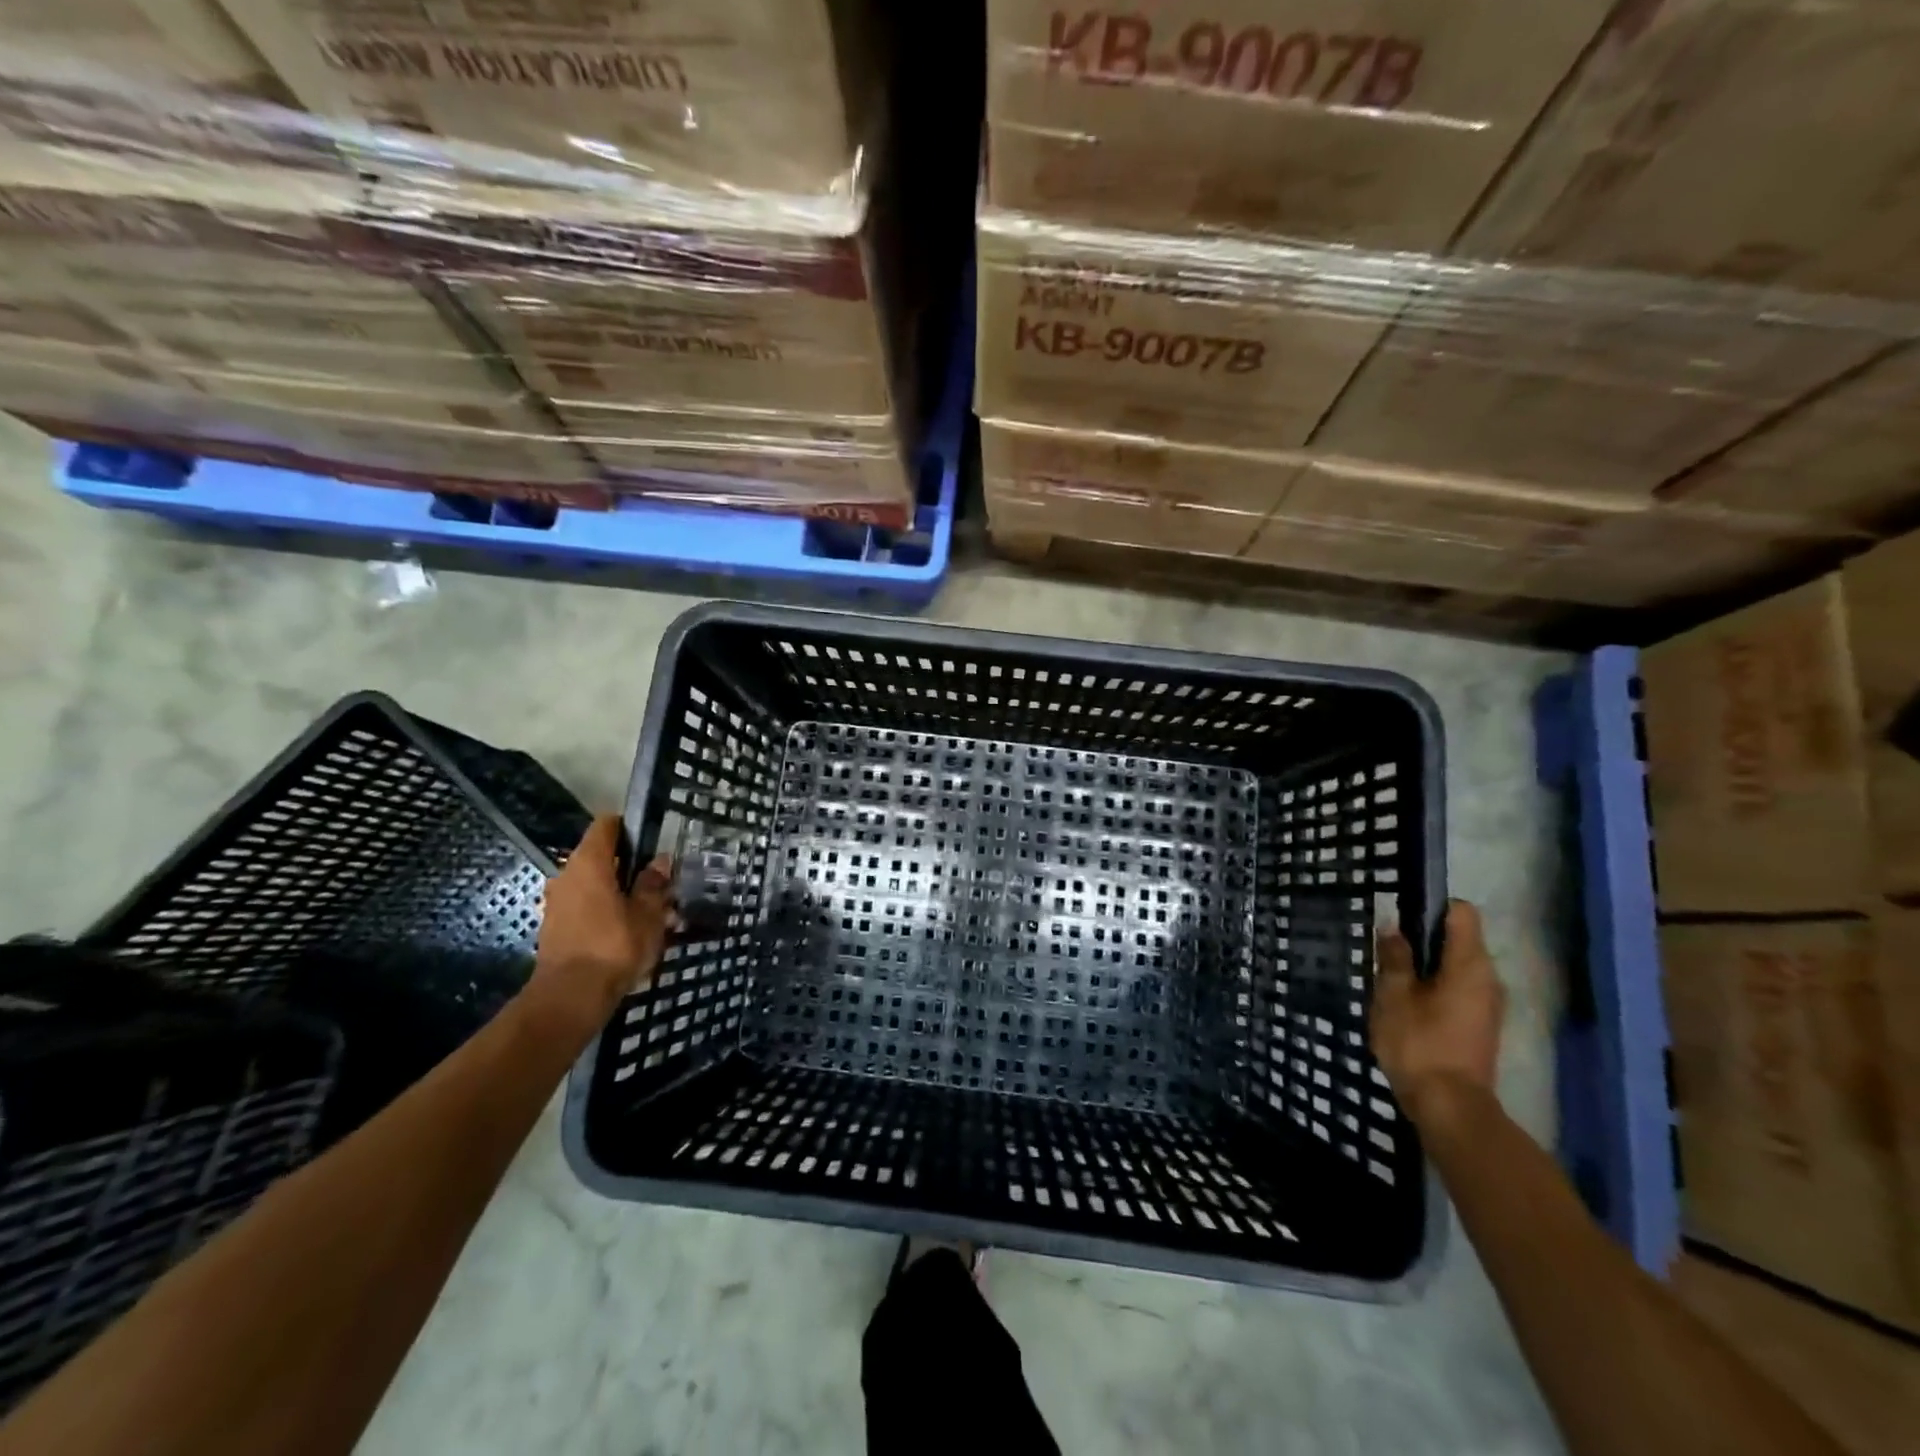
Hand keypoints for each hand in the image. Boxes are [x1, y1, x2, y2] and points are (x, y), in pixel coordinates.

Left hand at [530, 816, 673, 1029]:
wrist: (570, 998)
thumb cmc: (614, 945)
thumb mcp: (648, 913)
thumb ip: (653, 884)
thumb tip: (659, 861)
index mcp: (589, 862)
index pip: (607, 825)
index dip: (630, 828)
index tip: (653, 843)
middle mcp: (567, 875)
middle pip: (602, 858)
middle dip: (631, 868)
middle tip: (660, 887)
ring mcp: (558, 903)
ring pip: (595, 886)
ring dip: (620, 894)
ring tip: (651, 915)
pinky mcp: (556, 929)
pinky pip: (586, 908)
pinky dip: (607, 913)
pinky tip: (629, 934)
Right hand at [1370, 899, 1504, 1126]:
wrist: (1450, 1107)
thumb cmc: (1419, 1044)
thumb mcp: (1393, 995)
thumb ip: (1394, 957)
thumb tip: (1393, 926)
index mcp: (1469, 965)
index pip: (1461, 912)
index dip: (1430, 906)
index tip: (1399, 917)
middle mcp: (1488, 978)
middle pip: (1459, 938)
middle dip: (1422, 938)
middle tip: (1386, 950)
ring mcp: (1488, 1004)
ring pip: (1456, 966)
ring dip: (1425, 965)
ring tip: (1390, 978)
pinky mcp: (1480, 1025)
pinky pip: (1457, 989)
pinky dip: (1433, 986)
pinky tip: (1406, 1003)